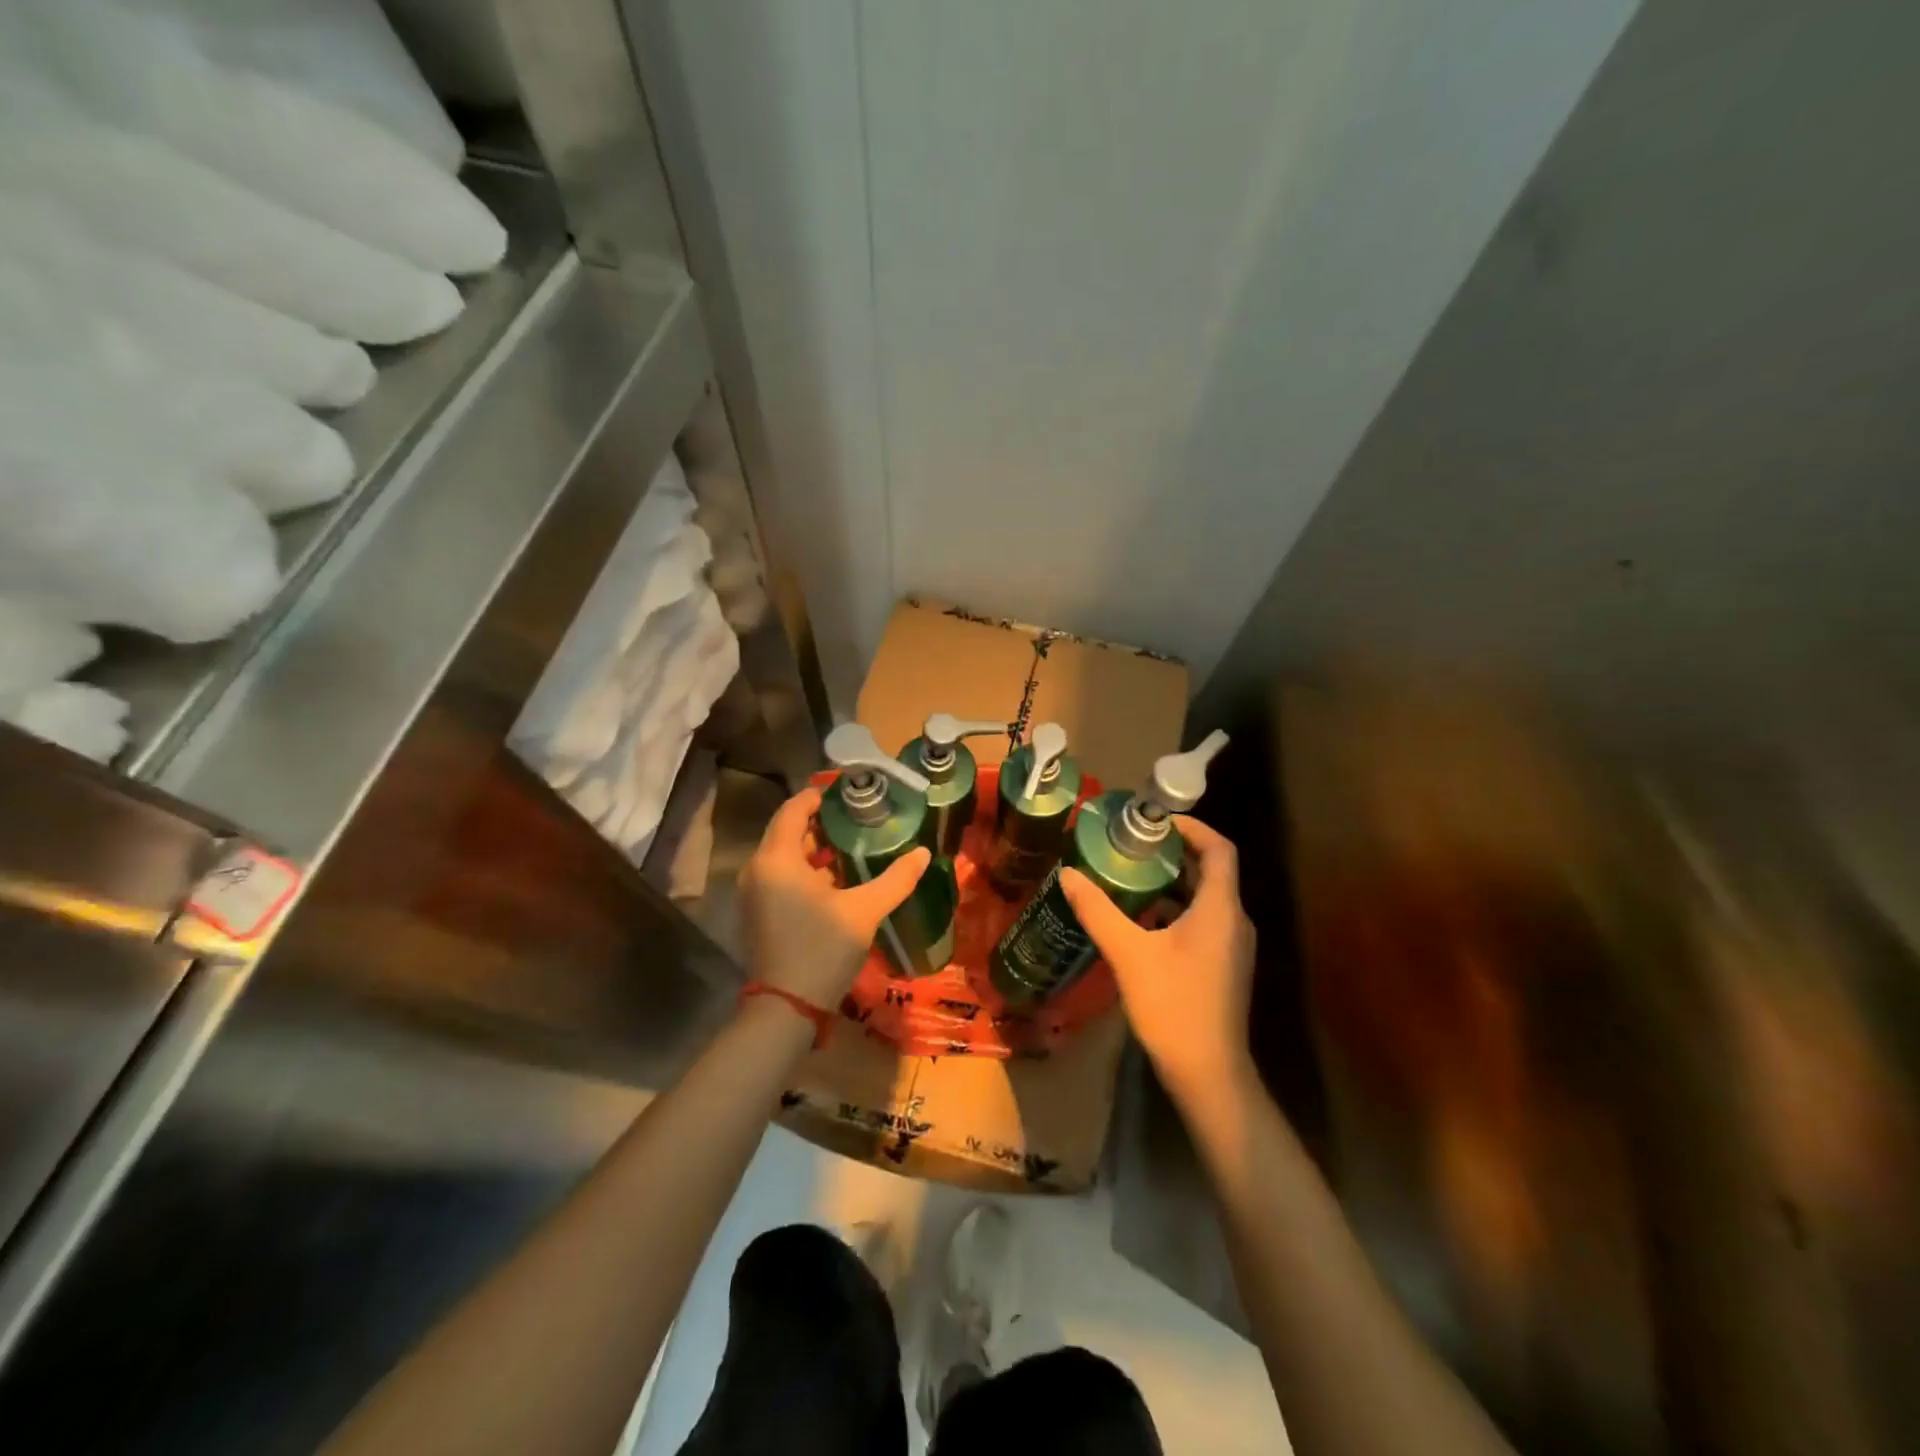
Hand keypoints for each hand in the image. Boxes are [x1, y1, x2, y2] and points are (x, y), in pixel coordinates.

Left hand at [739, 785, 932, 1009]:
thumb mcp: (864, 911)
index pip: (794, 809)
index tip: (850, 794)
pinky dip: (804, 870)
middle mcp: (758, 868)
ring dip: (815, 848)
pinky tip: (836, 880)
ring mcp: (754, 892)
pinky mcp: (757, 911)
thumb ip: (895, 879)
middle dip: (822, 822)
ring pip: (785, 855)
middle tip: (858, 818)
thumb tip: (924, 853)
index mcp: (778, 859)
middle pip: (788, 830)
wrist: (786, 1008)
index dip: (819, 796)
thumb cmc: (822, 949)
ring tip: (852, 846)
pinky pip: (780, 876)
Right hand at [1059, 815, 1255, 1100]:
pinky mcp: (1223, 966)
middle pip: (1211, 871)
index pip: (1219, 849)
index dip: (1192, 827)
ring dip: (1173, 882)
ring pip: (1206, 898)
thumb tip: (1068, 874)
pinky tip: (1141, 919)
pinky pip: (1203, 921)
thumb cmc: (1173, 1006)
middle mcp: (1234, 921)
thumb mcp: (1129, 953)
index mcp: (1220, 909)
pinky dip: (1175, 909)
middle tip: (1134, 843)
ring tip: (1131, 874)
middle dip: (1174, 853)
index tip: (1156, 820)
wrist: (1208, 1073)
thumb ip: (1098, 911)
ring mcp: (1232, 946)